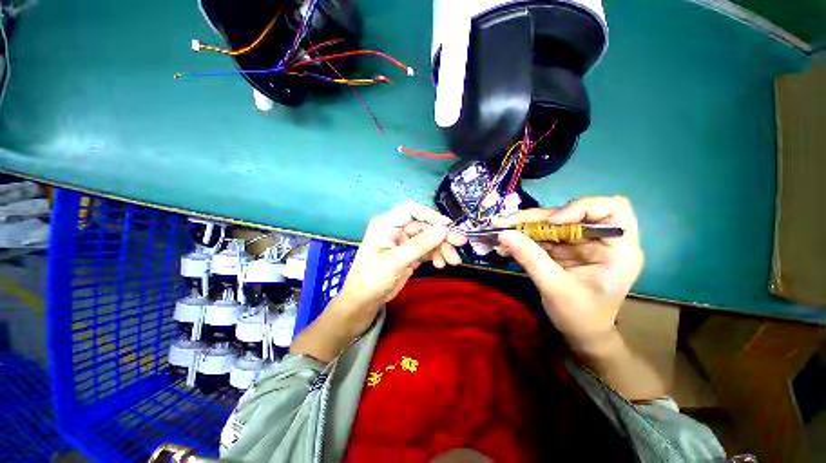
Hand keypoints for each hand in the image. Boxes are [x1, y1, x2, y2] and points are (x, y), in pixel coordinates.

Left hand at [336, 202, 466, 332]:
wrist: (365, 301)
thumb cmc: (372, 278)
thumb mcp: (395, 261)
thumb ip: (419, 245)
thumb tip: (443, 229)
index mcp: (386, 224)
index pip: (410, 210)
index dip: (430, 215)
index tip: (447, 225)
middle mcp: (396, 229)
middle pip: (423, 225)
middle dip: (441, 235)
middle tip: (460, 243)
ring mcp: (404, 242)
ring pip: (428, 238)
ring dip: (442, 248)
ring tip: (453, 261)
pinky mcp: (410, 253)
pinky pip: (427, 250)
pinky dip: (436, 255)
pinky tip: (441, 264)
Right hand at [496, 196, 643, 351]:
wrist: (580, 334)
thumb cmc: (581, 317)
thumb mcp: (556, 288)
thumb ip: (531, 259)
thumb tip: (503, 234)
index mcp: (618, 249)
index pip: (612, 208)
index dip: (582, 207)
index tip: (553, 221)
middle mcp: (599, 239)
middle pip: (569, 214)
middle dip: (535, 218)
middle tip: (505, 223)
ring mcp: (579, 243)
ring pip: (550, 223)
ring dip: (523, 227)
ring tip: (499, 233)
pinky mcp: (562, 248)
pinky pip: (540, 236)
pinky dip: (521, 239)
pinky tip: (505, 246)